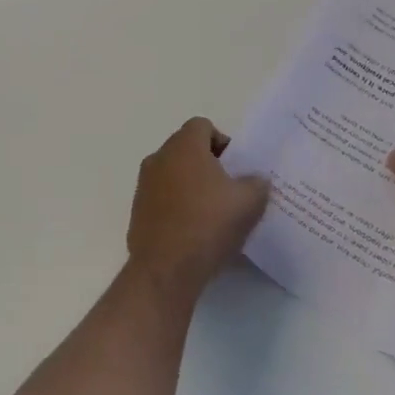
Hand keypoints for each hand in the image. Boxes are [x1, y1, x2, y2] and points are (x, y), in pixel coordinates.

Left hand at [127, 118, 269, 303]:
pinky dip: (177, 205)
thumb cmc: (208, 224)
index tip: (236, 167)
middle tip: (230, 189)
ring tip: (213, 213)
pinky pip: (162, 197)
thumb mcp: (248, 202)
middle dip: (209, 164)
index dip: (223, 142)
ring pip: (174, 173)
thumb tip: (256, 179)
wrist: (165, 268)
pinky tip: (194, 231)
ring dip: (192, 185)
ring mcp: (144, 184)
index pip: (203, 126)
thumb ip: (257, 183)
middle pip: (187, 149)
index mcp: (184, 146)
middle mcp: (159, 157)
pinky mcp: (137, 209)